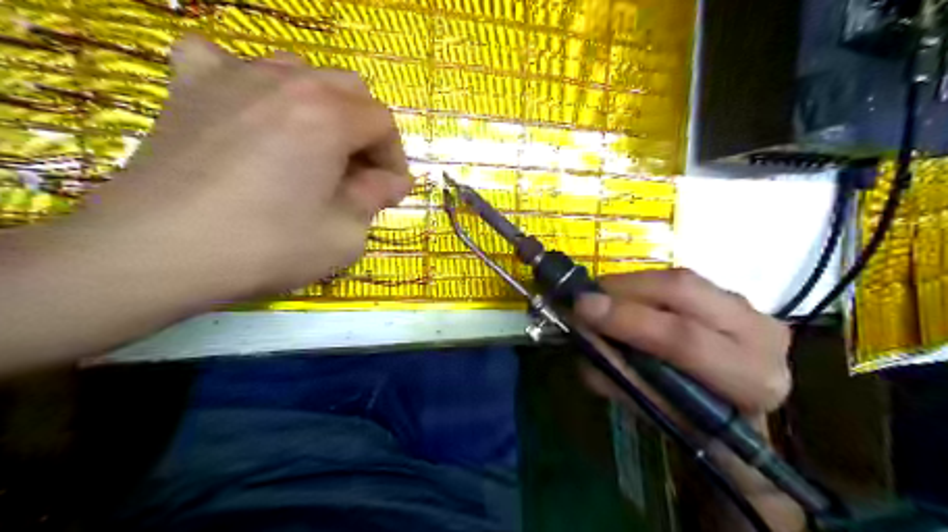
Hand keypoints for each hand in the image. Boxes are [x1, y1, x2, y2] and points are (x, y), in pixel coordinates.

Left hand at [66, 33, 407, 295]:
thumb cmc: (265, 245)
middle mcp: (287, 82)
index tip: (389, 191)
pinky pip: (223, 62)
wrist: (158, 251)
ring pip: (297, 72)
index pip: (382, 123)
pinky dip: (244, 81)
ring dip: (317, 105)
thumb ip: (375, 199)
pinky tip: (244, 107)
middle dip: (363, 130)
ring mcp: (233, 77)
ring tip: (308, 144)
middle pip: (348, 89)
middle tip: (355, 172)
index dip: (393, 158)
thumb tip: (391, 181)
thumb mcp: (343, 236)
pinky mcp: (189, 88)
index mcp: (329, 116)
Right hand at [573, 269, 802, 530]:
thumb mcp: (658, 415)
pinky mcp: (734, 295)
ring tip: (601, 298)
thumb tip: (582, 340)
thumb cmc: (700, 427)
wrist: (744, 418)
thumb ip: (621, 378)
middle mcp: (761, 333)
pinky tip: (626, 298)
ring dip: (631, 284)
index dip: (628, 320)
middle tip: (586, 297)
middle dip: (625, 289)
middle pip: (684, 290)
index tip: (583, 309)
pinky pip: (680, 280)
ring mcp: (751, 307)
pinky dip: (645, 286)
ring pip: (681, 278)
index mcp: (751, 379)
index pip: (684, 339)